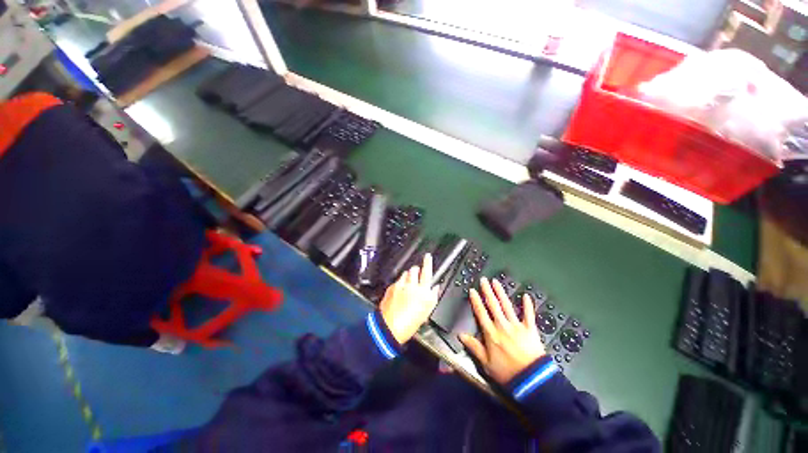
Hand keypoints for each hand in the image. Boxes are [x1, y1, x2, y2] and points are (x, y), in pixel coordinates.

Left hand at [379, 254, 439, 343]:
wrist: (390, 328)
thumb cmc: (409, 324)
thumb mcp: (426, 311)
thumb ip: (433, 296)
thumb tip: (436, 288)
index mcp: (423, 292)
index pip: (427, 272)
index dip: (428, 262)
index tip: (428, 256)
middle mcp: (411, 286)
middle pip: (414, 269)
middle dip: (416, 270)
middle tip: (417, 276)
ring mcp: (400, 285)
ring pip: (405, 273)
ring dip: (408, 276)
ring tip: (408, 285)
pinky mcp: (391, 288)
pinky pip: (397, 280)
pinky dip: (400, 282)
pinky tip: (400, 291)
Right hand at [459, 277, 545, 383]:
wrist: (532, 380)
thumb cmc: (506, 372)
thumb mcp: (486, 363)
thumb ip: (473, 347)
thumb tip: (460, 335)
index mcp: (491, 333)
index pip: (481, 313)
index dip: (476, 301)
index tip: (473, 290)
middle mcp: (502, 326)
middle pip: (493, 305)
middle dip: (487, 291)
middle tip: (484, 280)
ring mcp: (517, 326)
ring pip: (507, 306)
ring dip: (501, 293)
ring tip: (496, 282)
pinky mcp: (530, 329)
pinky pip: (529, 315)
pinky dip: (528, 305)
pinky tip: (526, 295)